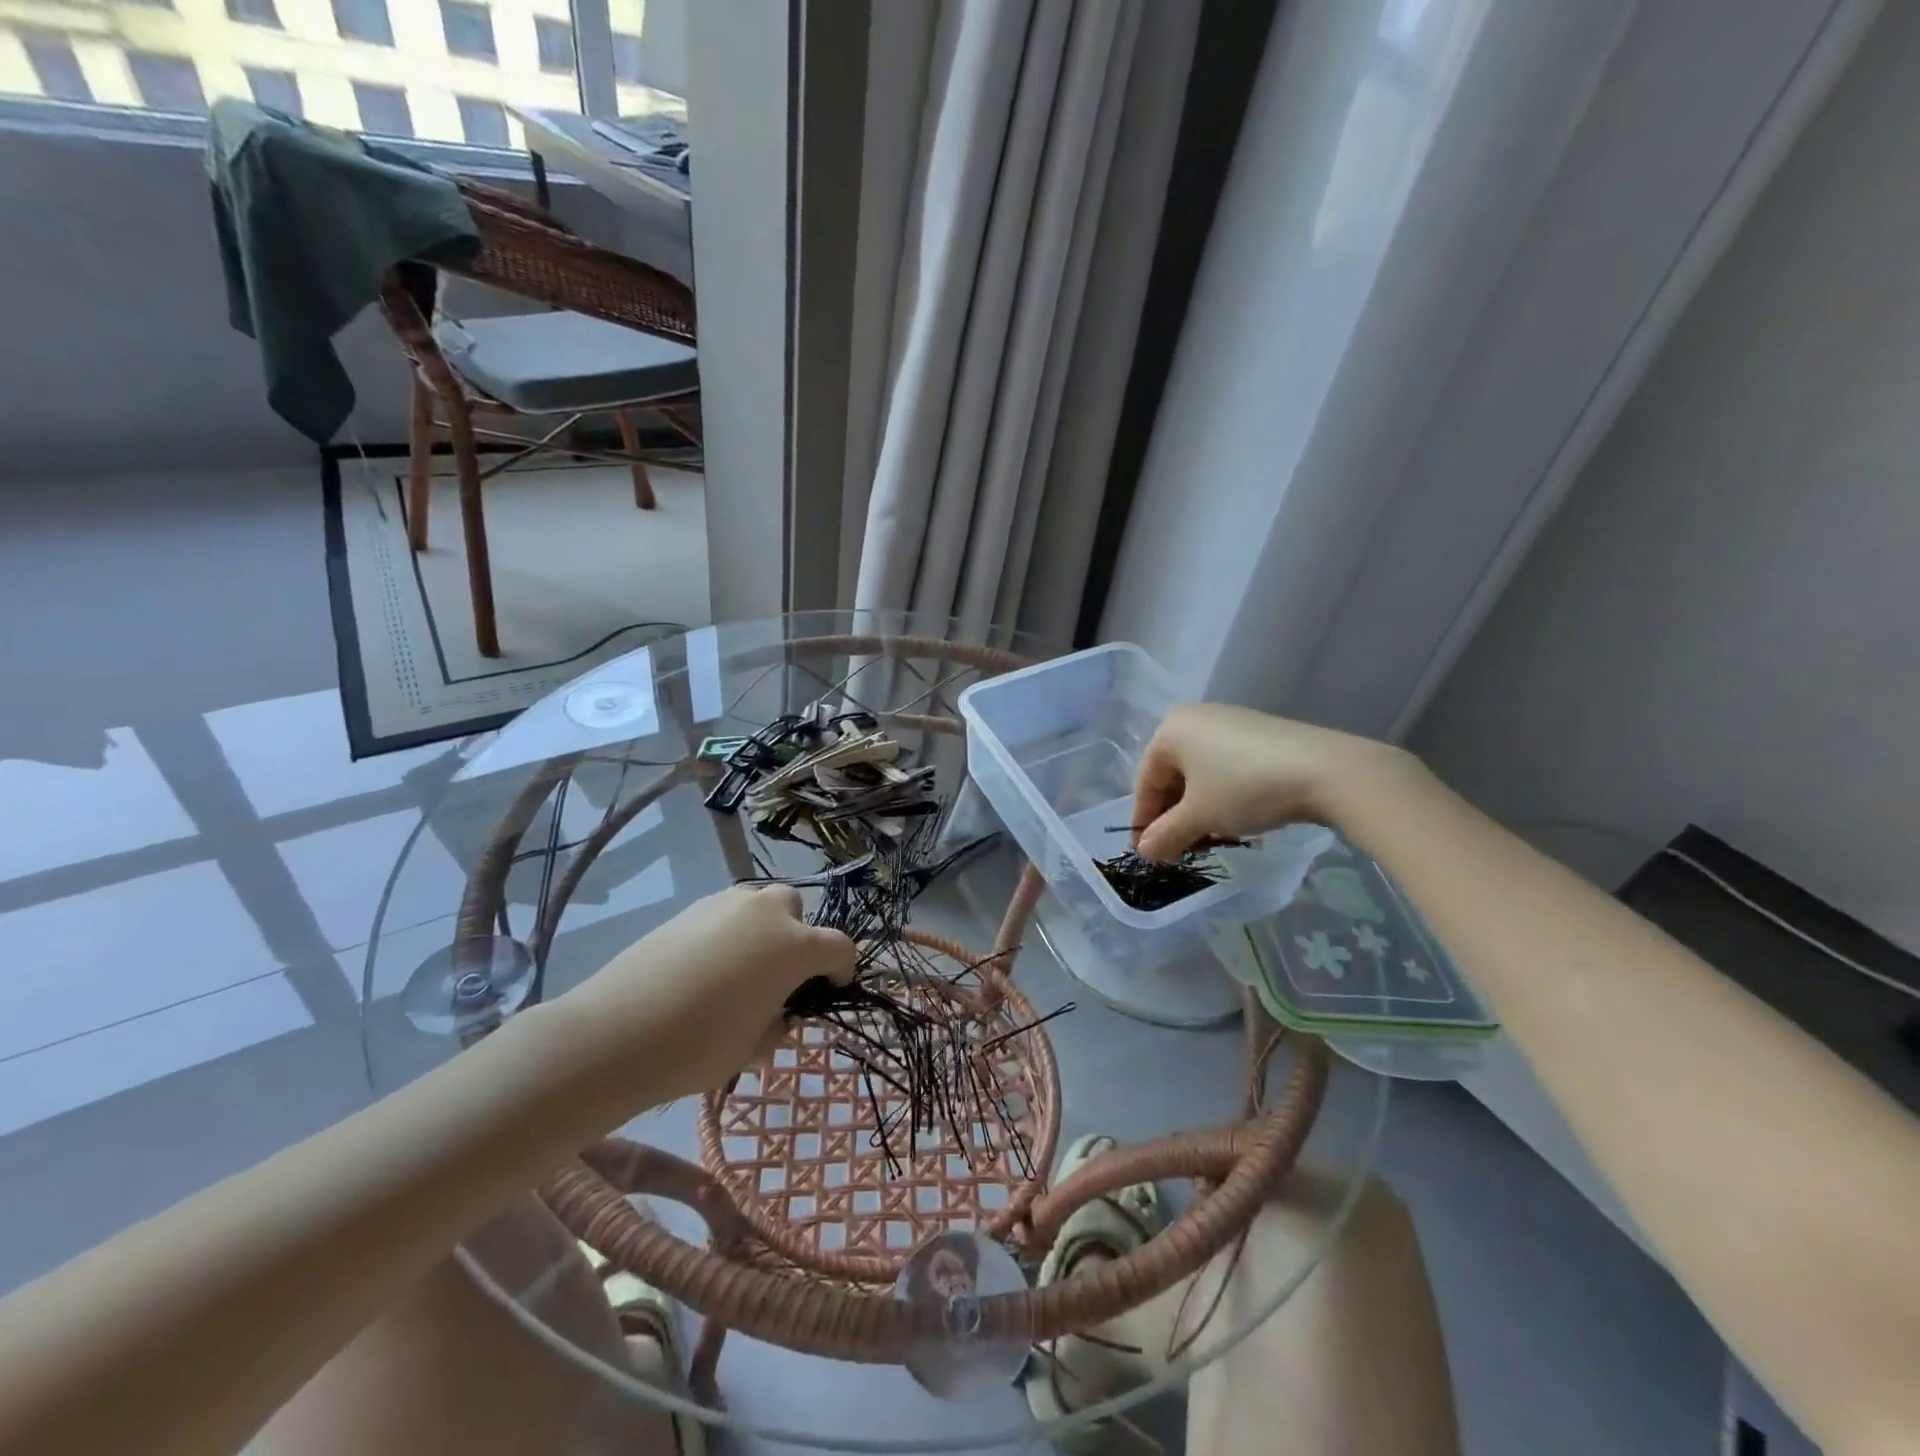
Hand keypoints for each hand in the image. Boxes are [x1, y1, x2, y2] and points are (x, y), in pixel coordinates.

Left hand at [558, 885, 855, 1101]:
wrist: (617, 1031)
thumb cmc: (700, 1045)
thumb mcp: (754, 1047)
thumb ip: (779, 1023)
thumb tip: (779, 1012)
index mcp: (795, 946)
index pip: (839, 947)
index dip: (842, 970)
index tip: (829, 991)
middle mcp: (767, 912)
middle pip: (797, 911)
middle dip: (798, 938)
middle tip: (778, 978)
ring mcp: (726, 904)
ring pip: (760, 905)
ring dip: (763, 930)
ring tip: (740, 970)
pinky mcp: (691, 908)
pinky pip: (726, 913)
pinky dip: (730, 932)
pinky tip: (706, 967)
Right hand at [1132, 704, 1417, 860]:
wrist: (1326, 771)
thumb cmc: (1244, 788)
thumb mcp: (1200, 817)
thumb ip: (1166, 834)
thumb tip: (1144, 852)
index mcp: (1171, 729)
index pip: (1146, 781)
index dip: (1144, 821)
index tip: (1147, 853)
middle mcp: (1196, 718)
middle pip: (1173, 775)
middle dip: (1173, 816)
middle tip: (1178, 850)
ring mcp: (1231, 722)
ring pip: (1201, 773)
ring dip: (1198, 810)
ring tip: (1209, 839)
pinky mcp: (1261, 733)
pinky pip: (1226, 766)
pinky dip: (1222, 795)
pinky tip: (1236, 819)